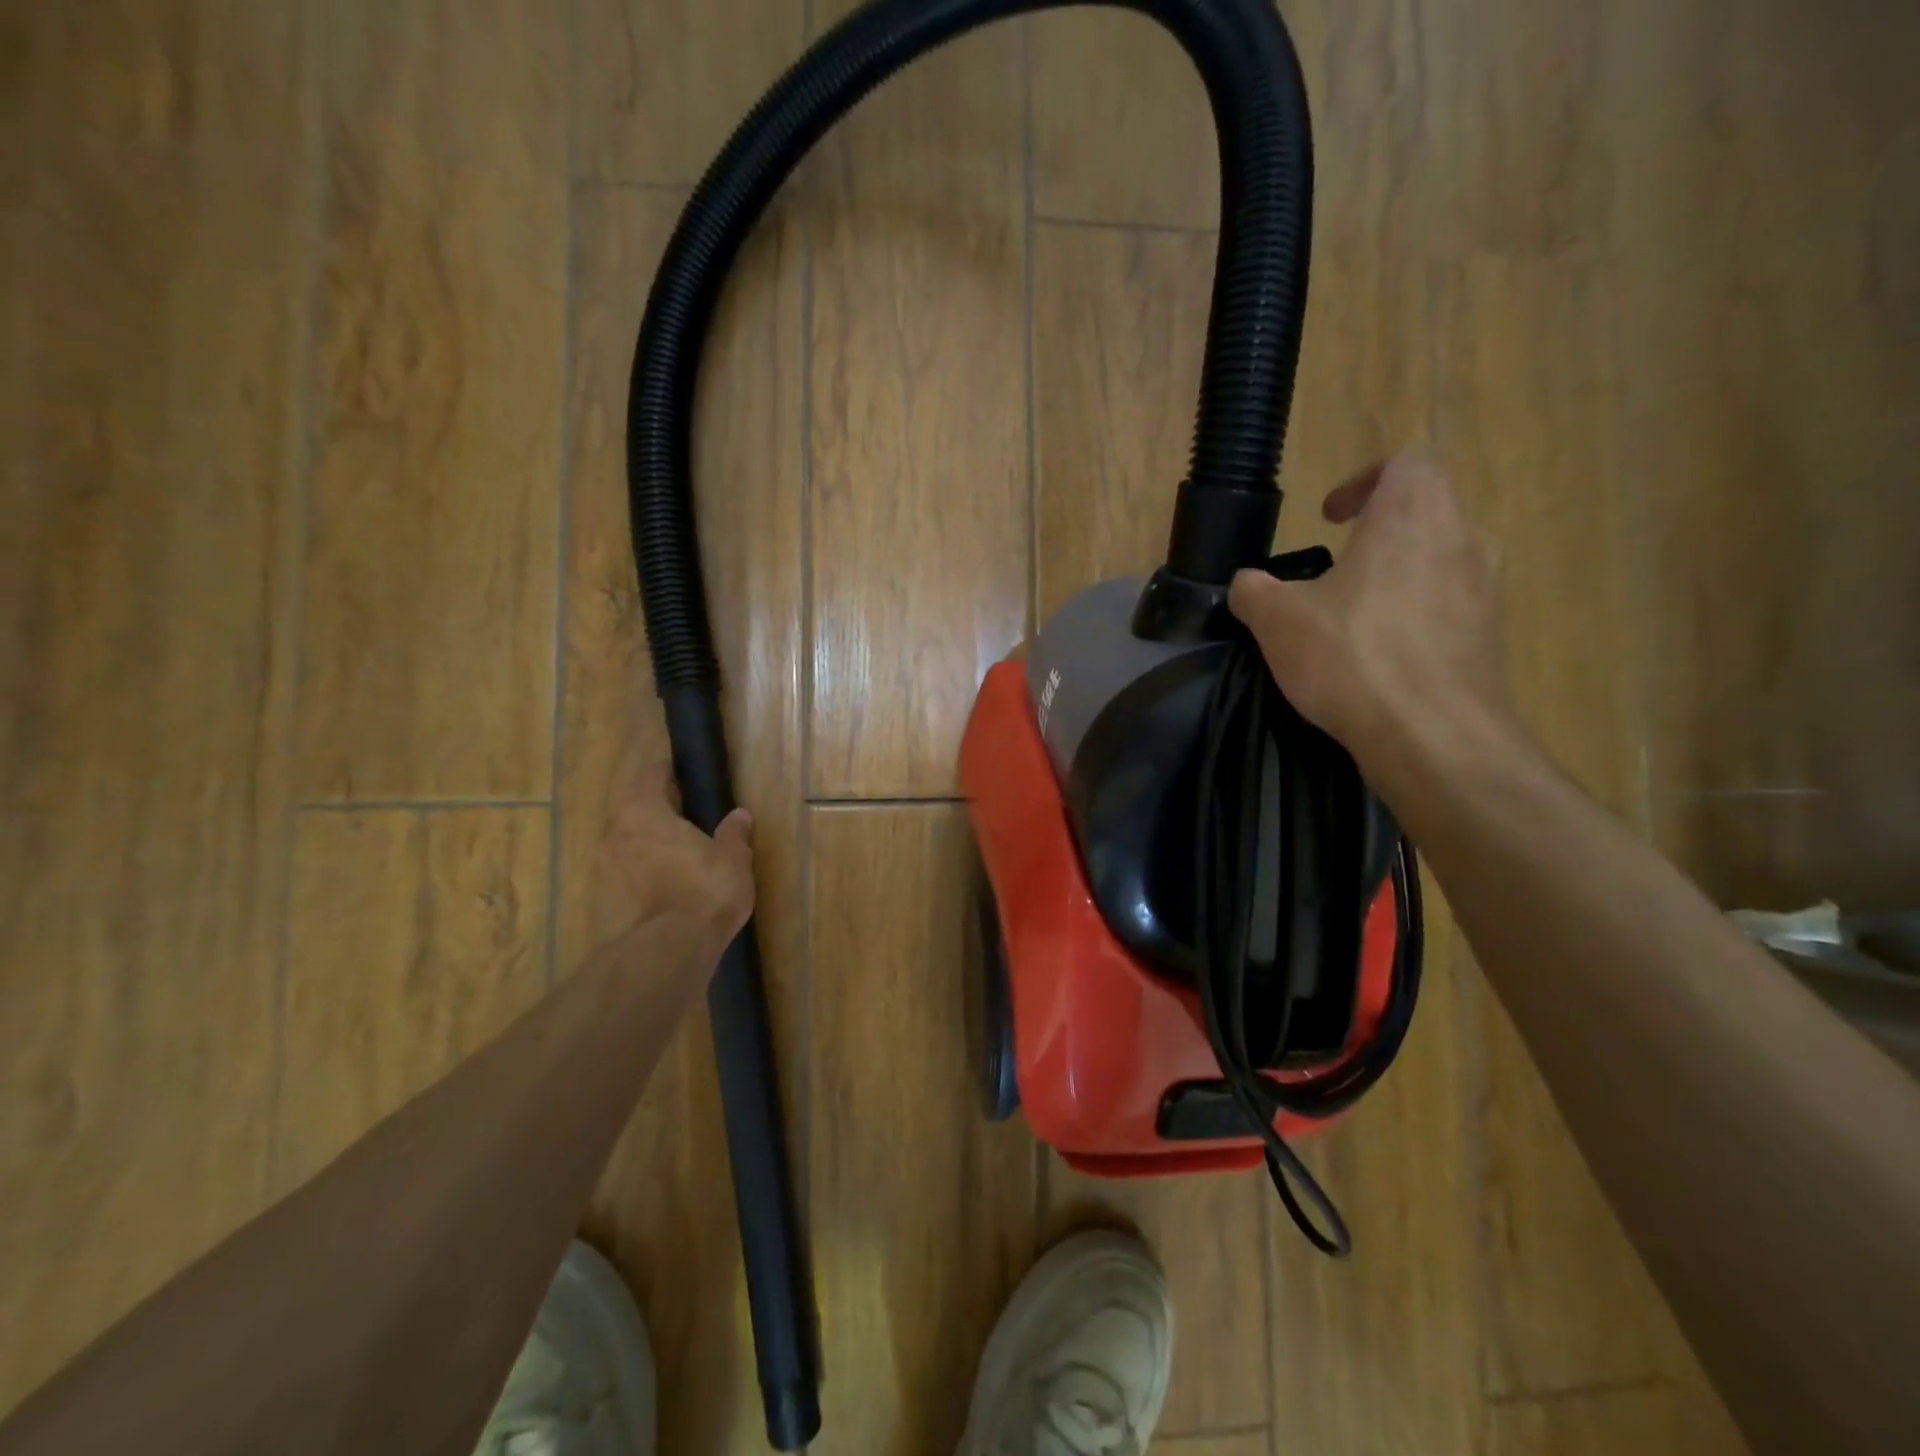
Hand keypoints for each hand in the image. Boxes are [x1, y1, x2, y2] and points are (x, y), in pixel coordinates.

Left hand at [596, 743, 755, 950]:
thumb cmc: (704, 889)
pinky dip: (645, 867)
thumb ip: (733, 832)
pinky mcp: (606, 898)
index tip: (682, 770)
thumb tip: (739, 816)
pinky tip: (669, 878)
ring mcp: (606, 867)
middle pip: (634, 807)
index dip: (666, 770)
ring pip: (628, 840)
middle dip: (657, 807)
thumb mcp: (732, 857)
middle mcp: (615, 833)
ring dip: (649, 839)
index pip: (649, 775)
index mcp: (643, 811)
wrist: (670, 950)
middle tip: (686, 810)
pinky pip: (627, 869)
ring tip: (679, 847)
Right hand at [1228, 454, 1514, 771]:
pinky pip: (1452, 606)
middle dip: (1379, 531)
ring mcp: (1487, 588)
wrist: (1432, 734)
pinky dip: (1417, 616)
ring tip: (1356, 614)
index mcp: (1412, 516)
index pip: (1404, 463)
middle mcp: (1463, 539)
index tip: (1329, 518)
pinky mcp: (1492, 635)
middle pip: (1426, 510)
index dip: (1362, 482)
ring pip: (1441, 559)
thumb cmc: (1352, 656)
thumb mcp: (1277, 620)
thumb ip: (1254, 591)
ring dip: (1400, 574)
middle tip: (1336, 567)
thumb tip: (1245, 584)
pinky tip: (1381, 657)